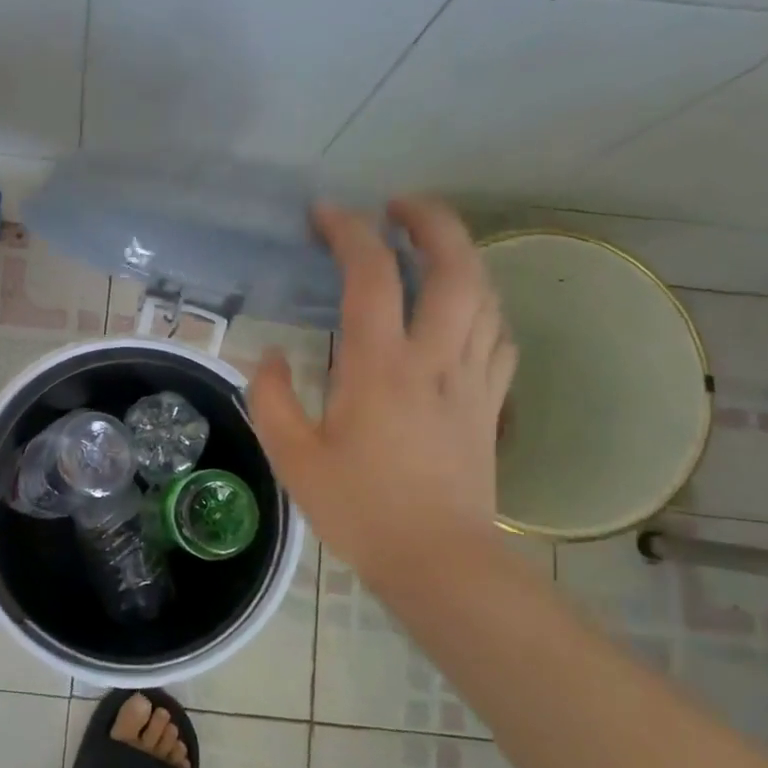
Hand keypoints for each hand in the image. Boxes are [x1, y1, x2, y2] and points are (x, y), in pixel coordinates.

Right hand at [250, 197, 515, 589]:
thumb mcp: (292, 457)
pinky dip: (482, 307)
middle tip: (401, 206)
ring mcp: (472, 380)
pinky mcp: (490, 404)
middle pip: (455, 268)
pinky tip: (463, 310)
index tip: (326, 214)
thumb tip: (269, 357)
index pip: (371, 275)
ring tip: (431, 247)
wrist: (439, 560)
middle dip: (432, 222)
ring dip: (461, 257)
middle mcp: (434, 359)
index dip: (350, 232)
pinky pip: (498, 337)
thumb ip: (271, 398)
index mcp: (379, 367)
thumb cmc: (360, 509)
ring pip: (485, 296)